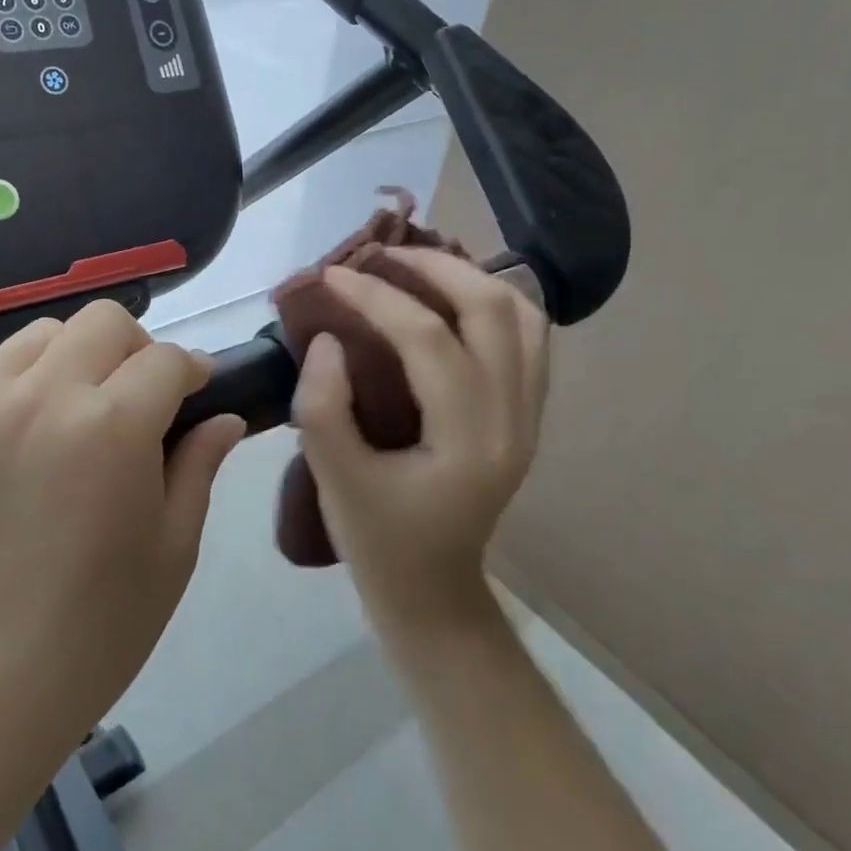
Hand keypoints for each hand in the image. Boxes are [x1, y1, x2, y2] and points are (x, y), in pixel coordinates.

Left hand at [0, 301, 245, 755]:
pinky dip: (16, 380)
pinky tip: (20, 429)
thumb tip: (225, 418)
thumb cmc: (98, 626)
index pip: (165, 359)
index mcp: (112, 425)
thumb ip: (199, 466)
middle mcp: (41, 395)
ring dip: (72, 358)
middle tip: (135, 398)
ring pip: (40, 335)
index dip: (190, 371)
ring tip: (73, 410)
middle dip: (135, 349)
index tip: (194, 391)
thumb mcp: (172, 548)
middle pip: (102, 322)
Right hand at [293, 249, 549, 636]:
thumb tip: (328, 338)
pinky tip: (449, 299)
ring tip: (416, 267)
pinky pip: (526, 337)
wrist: (433, 594)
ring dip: (470, 278)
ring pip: (523, 316)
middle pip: (493, 309)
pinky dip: (491, 302)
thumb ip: (322, 405)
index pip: (430, 340)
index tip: (331, 276)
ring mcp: (529, 415)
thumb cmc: (380, 541)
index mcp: (470, 441)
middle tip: (379, 256)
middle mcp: (514, 418)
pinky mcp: (525, 413)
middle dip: (435, 267)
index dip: (377, 297)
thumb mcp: (335, 479)